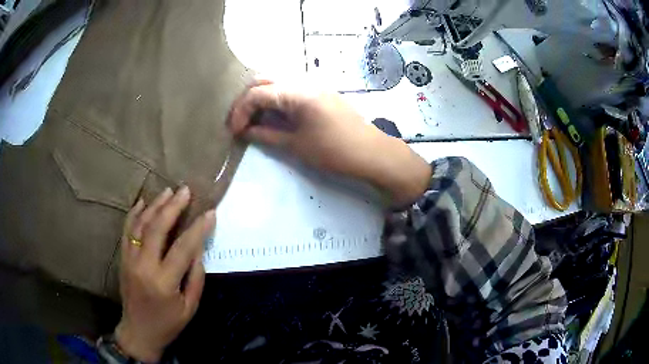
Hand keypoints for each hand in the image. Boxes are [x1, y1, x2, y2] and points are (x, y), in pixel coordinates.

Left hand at [115, 187, 215, 361]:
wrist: (138, 332)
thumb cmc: (168, 324)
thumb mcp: (190, 307)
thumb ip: (195, 276)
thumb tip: (198, 247)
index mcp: (164, 282)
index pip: (183, 248)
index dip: (198, 228)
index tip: (210, 212)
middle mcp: (144, 266)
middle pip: (157, 228)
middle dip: (173, 207)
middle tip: (185, 190)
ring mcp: (130, 260)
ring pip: (140, 224)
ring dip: (155, 205)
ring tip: (168, 191)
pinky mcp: (123, 258)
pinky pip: (127, 230)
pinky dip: (134, 213)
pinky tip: (143, 201)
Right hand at [229, 81, 431, 206]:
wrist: (372, 153)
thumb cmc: (333, 151)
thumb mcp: (295, 145)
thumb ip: (266, 135)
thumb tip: (246, 131)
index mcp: (297, 92)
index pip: (257, 93)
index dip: (240, 111)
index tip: (234, 131)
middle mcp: (304, 81)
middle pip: (265, 81)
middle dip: (248, 100)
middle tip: (242, 122)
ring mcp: (315, 85)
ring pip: (278, 83)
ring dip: (262, 98)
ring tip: (255, 120)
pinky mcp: (321, 93)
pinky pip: (292, 89)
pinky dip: (277, 100)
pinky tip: (274, 116)